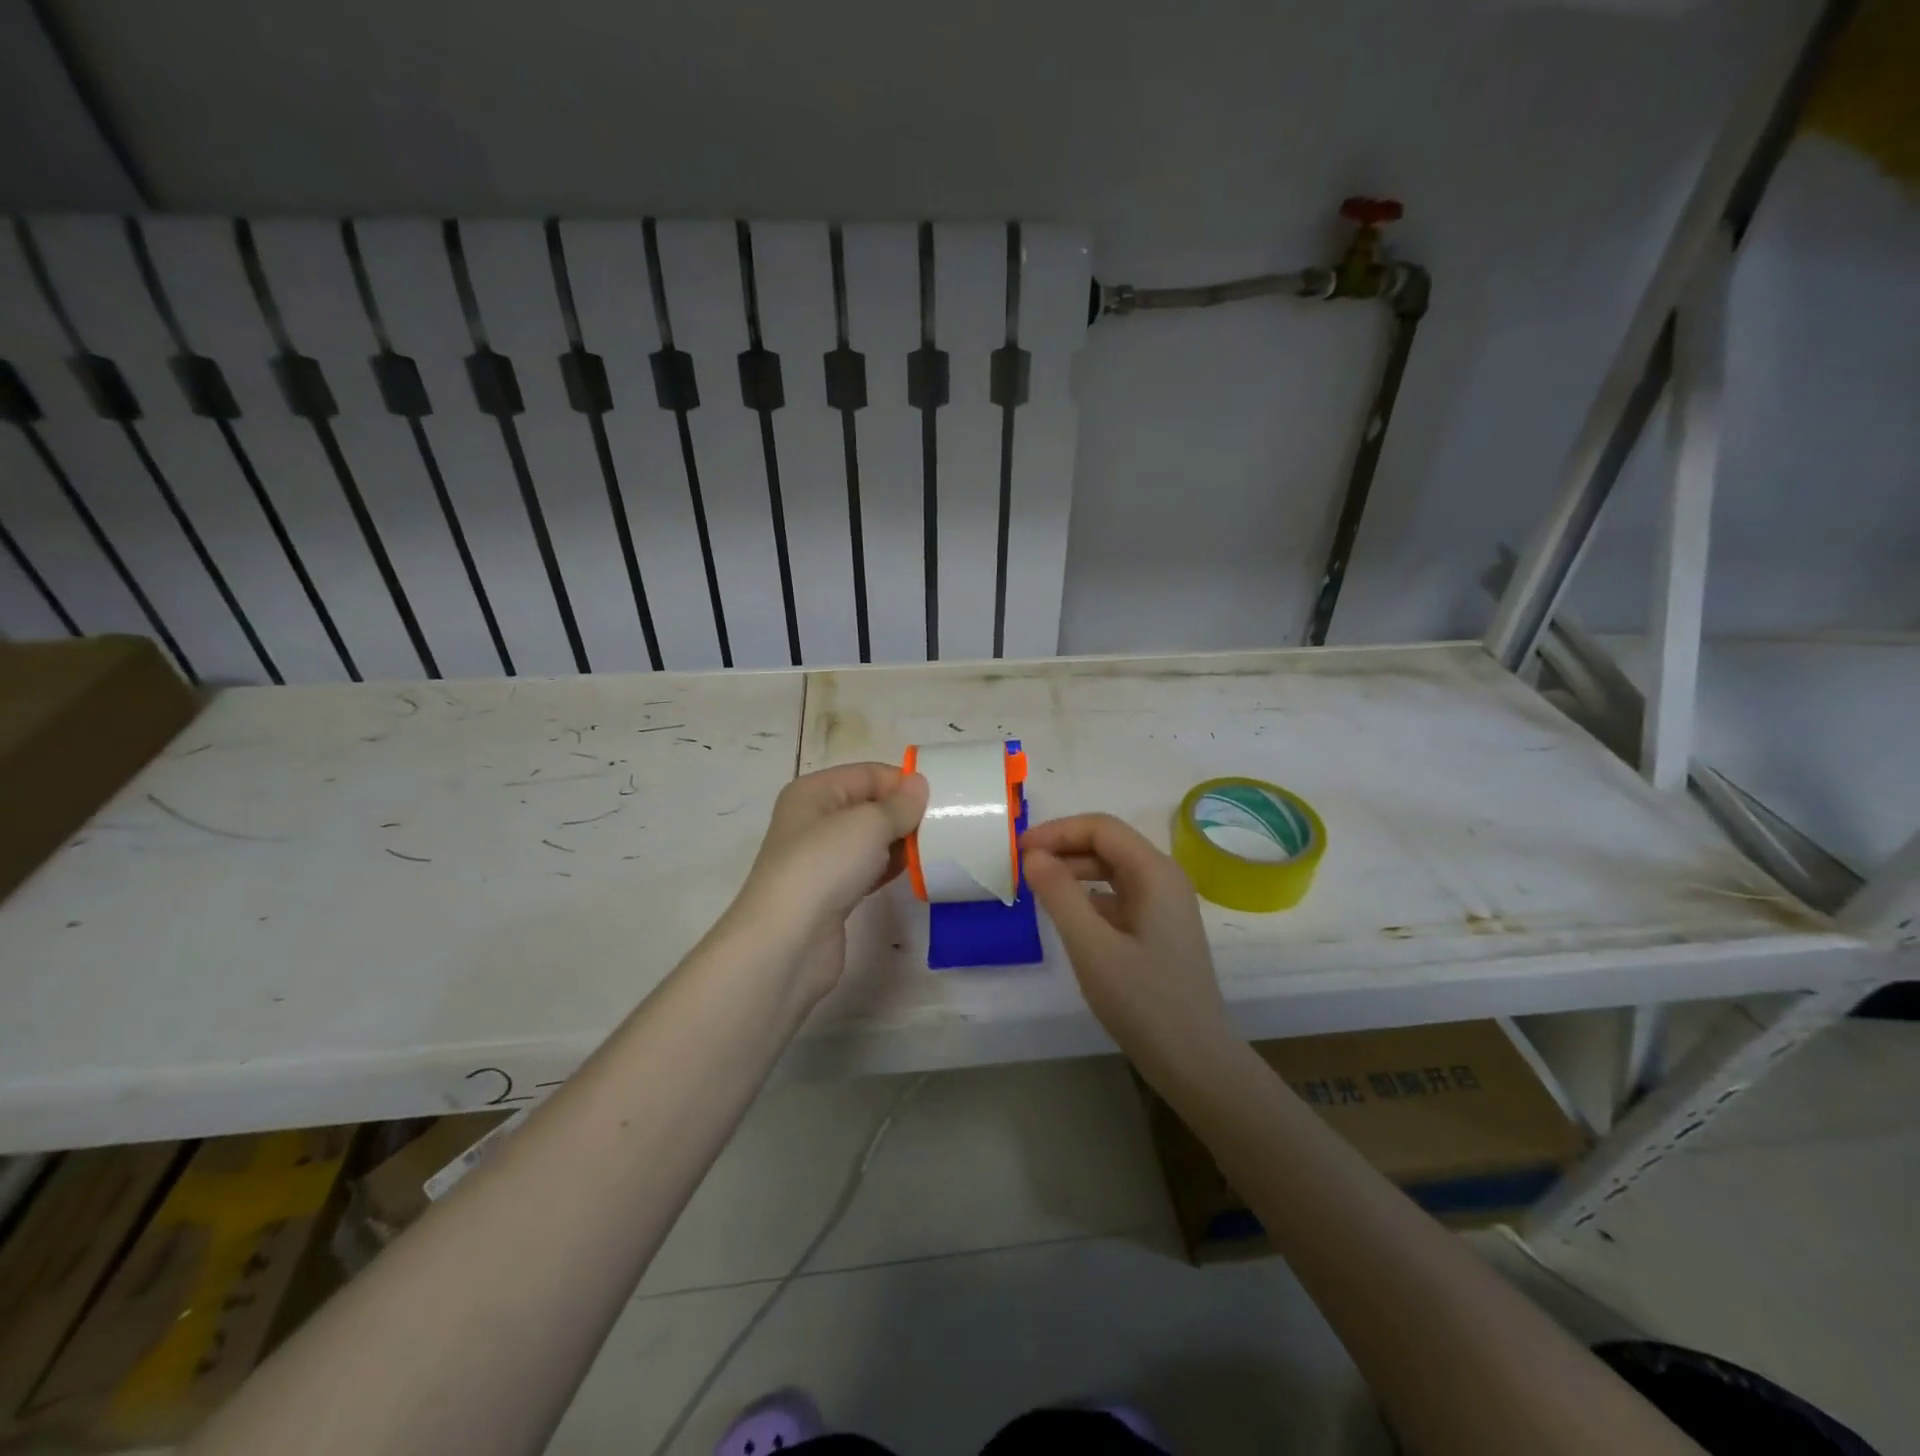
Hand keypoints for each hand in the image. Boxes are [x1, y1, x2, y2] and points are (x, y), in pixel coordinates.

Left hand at [729, 763, 927, 1000]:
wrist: (788, 941)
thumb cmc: (824, 866)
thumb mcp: (868, 823)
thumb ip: (899, 804)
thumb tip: (919, 784)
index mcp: (814, 792)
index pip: (868, 774)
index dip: (902, 783)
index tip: (939, 800)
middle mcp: (813, 820)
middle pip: (869, 806)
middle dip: (903, 813)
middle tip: (942, 826)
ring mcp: (821, 858)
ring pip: (869, 840)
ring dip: (899, 843)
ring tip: (934, 849)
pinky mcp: (830, 892)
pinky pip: (867, 869)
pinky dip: (888, 868)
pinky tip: (913, 873)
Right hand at [1022, 814, 1232, 1075]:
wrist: (1195, 1061)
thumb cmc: (1144, 1001)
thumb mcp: (1092, 947)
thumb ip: (1060, 894)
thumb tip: (1033, 856)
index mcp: (1155, 872)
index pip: (1101, 828)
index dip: (1057, 831)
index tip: (1019, 850)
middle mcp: (1163, 879)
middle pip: (1108, 844)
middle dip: (1063, 848)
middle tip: (1020, 868)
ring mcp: (1163, 905)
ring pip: (1111, 870)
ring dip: (1073, 871)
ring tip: (1035, 888)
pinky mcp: (1157, 929)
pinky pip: (1117, 896)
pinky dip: (1087, 895)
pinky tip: (1064, 914)